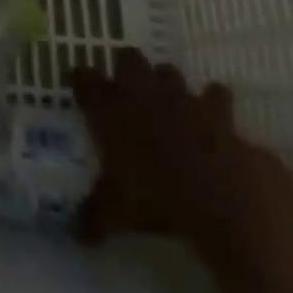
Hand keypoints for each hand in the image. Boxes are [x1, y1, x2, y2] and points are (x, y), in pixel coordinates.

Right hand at [70, 50, 292, 246]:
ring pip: (169, 71)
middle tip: (129, 93)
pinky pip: (215, 95)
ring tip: (172, 106)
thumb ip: (94, 215)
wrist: (217, 194)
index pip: (84, 78)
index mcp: (109, 107)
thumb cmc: (156, 197)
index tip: (82, 89)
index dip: (83, 81)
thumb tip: (74, 233)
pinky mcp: (215, 107)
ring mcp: (180, 94)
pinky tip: (216, 122)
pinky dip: (215, 105)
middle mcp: (141, 90)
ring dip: (169, 85)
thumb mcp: (117, 212)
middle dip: (128, 70)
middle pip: (128, 59)